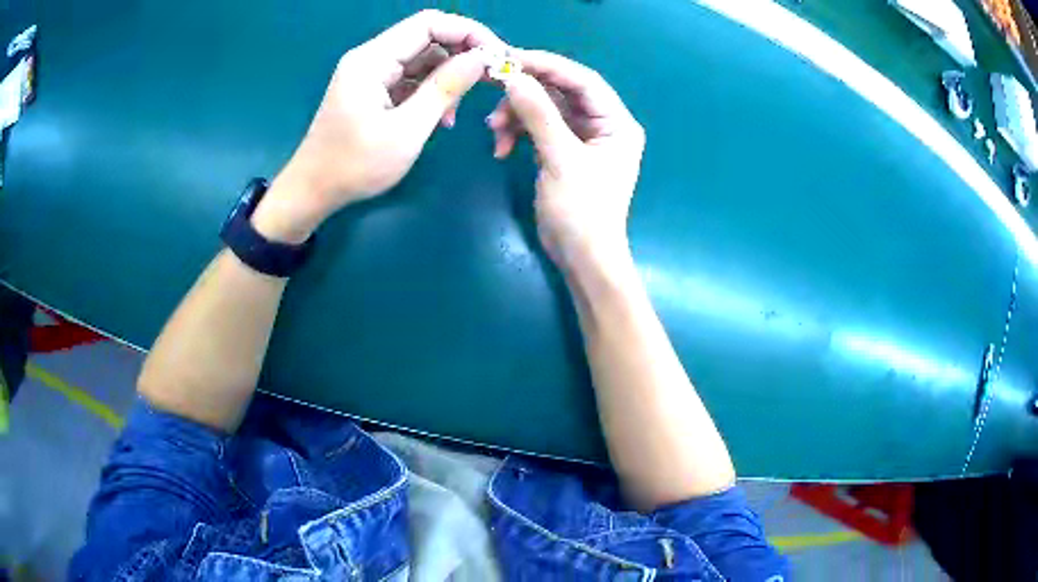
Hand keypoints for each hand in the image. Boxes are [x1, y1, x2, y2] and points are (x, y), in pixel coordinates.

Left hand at [254, 10, 503, 242]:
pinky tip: (441, 117)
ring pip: (421, 59)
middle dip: (461, 55)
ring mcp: (370, 73)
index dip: (468, 32)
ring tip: (457, 110)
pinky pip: (410, 78)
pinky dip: (431, 91)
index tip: (497, 56)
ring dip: (447, 77)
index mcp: (372, 60)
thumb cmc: (355, 166)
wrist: (313, 191)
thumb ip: (445, 89)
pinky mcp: (372, 88)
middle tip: (489, 81)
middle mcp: (371, 57)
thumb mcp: (407, 130)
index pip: (429, 24)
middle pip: (426, 38)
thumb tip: (481, 58)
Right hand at [487, 51, 644, 270]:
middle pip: (560, 91)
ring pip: (544, 109)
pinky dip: (517, 133)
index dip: (547, 65)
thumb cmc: (582, 212)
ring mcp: (582, 137)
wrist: (581, 257)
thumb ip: (538, 115)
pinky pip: (537, 128)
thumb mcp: (561, 159)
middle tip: (492, 89)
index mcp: (616, 122)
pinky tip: (501, 149)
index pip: (582, 80)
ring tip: (493, 133)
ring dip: (516, 116)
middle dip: (525, 94)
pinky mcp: (563, 150)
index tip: (510, 59)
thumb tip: (513, 76)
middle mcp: (602, 124)